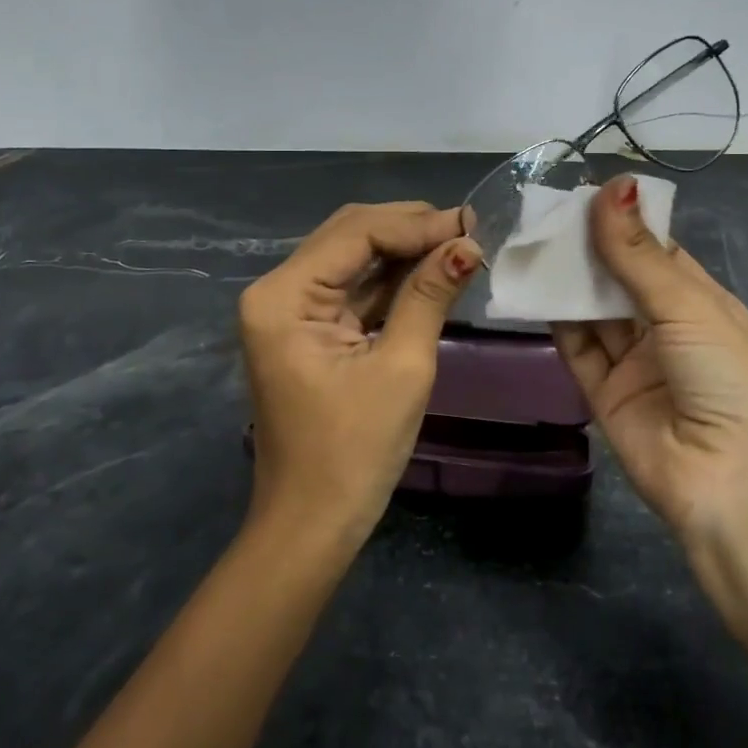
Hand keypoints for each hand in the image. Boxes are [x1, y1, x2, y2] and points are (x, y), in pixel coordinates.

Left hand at [238, 201, 481, 545]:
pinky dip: (392, 278)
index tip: (470, 224)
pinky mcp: (307, 329)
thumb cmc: (355, 453)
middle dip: (409, 228)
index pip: (355, 233)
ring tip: (459, 243)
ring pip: (353, 257)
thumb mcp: (401, 367)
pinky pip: (353, 288)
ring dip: (404, 249)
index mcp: (283, 297)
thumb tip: (467, 244)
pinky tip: (432, 269)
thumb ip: (429, 295)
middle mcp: (277, 291)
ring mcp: (289, 310)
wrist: (312, 524)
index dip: (415, 224)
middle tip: (468, 230)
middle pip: (349, 235)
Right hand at [552, 174, 747, 567]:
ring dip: (567, 281)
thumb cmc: (725, 377)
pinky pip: (576, 348)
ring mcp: (634, 363)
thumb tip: (613, 185)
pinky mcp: (603, 393)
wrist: (730, 482)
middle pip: (618, 280)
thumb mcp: (686, 305)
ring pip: (593, 312)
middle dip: (588, 249)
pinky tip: (532, 289)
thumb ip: (638, 253)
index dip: (623, 223)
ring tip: (531, 242)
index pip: (657, 252)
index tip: (583, 194)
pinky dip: (554, 320)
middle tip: (546, 214)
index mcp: (700, 304)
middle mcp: (666, 330)